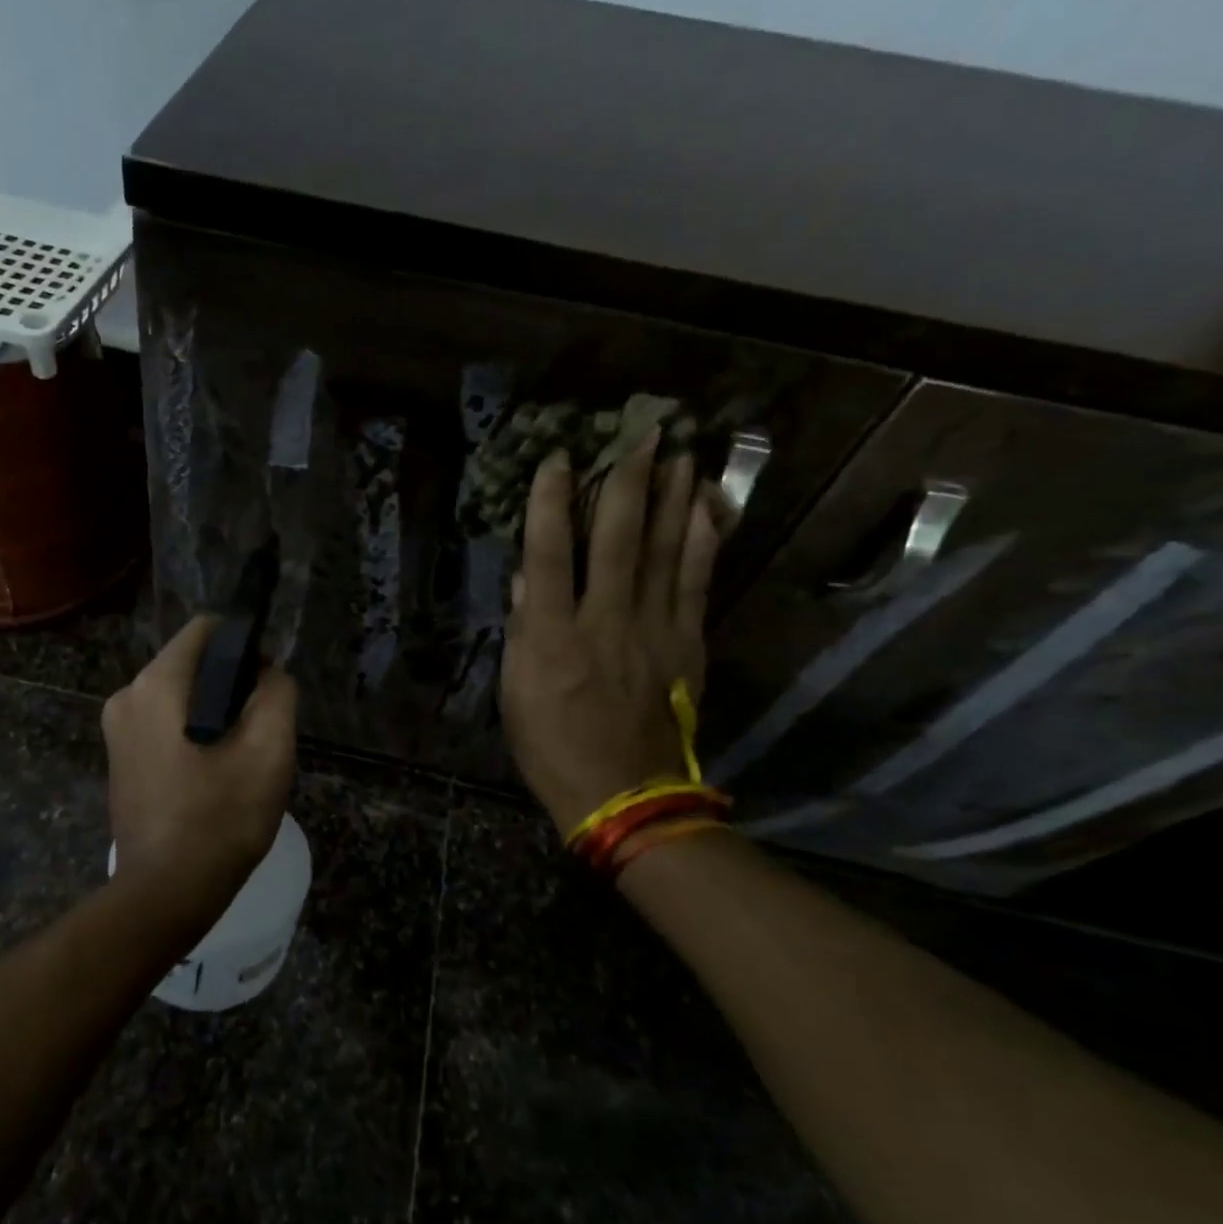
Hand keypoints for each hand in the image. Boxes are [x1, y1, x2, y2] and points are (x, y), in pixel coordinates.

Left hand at [101, 616, 298, 924]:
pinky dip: (191, 734)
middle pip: (191, 664)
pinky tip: (213, 773)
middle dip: (230, 684)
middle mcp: (126, 696)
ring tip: (239, 756)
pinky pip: (164, 725)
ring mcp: (116, 731)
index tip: (267, 682)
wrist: (166, 893)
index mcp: (156, 685)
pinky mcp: (120, 759)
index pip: (205, 630)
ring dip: (213, 712)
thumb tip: (267, 673)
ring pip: (179, 696)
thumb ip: (277, 693)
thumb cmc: (221, 818)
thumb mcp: (270, 750)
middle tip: (258, 728)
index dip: (244, 644)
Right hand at [500, 435, 724, 835]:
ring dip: (672, 496)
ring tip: (681, 450)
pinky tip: (708, 506)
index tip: (559, 458)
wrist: (622, 792)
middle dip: (628, 480)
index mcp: (552, 635)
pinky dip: (703, 540)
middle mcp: (604, 620)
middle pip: (617, 538)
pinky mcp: (686, 643)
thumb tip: (527, 578)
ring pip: (664, 550)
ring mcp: (652, 629)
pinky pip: (697, 582)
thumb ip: (523, 629)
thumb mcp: (515, 691)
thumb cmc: (551, 744)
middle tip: (642, 431)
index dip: (551, 502)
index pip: (549, 554)